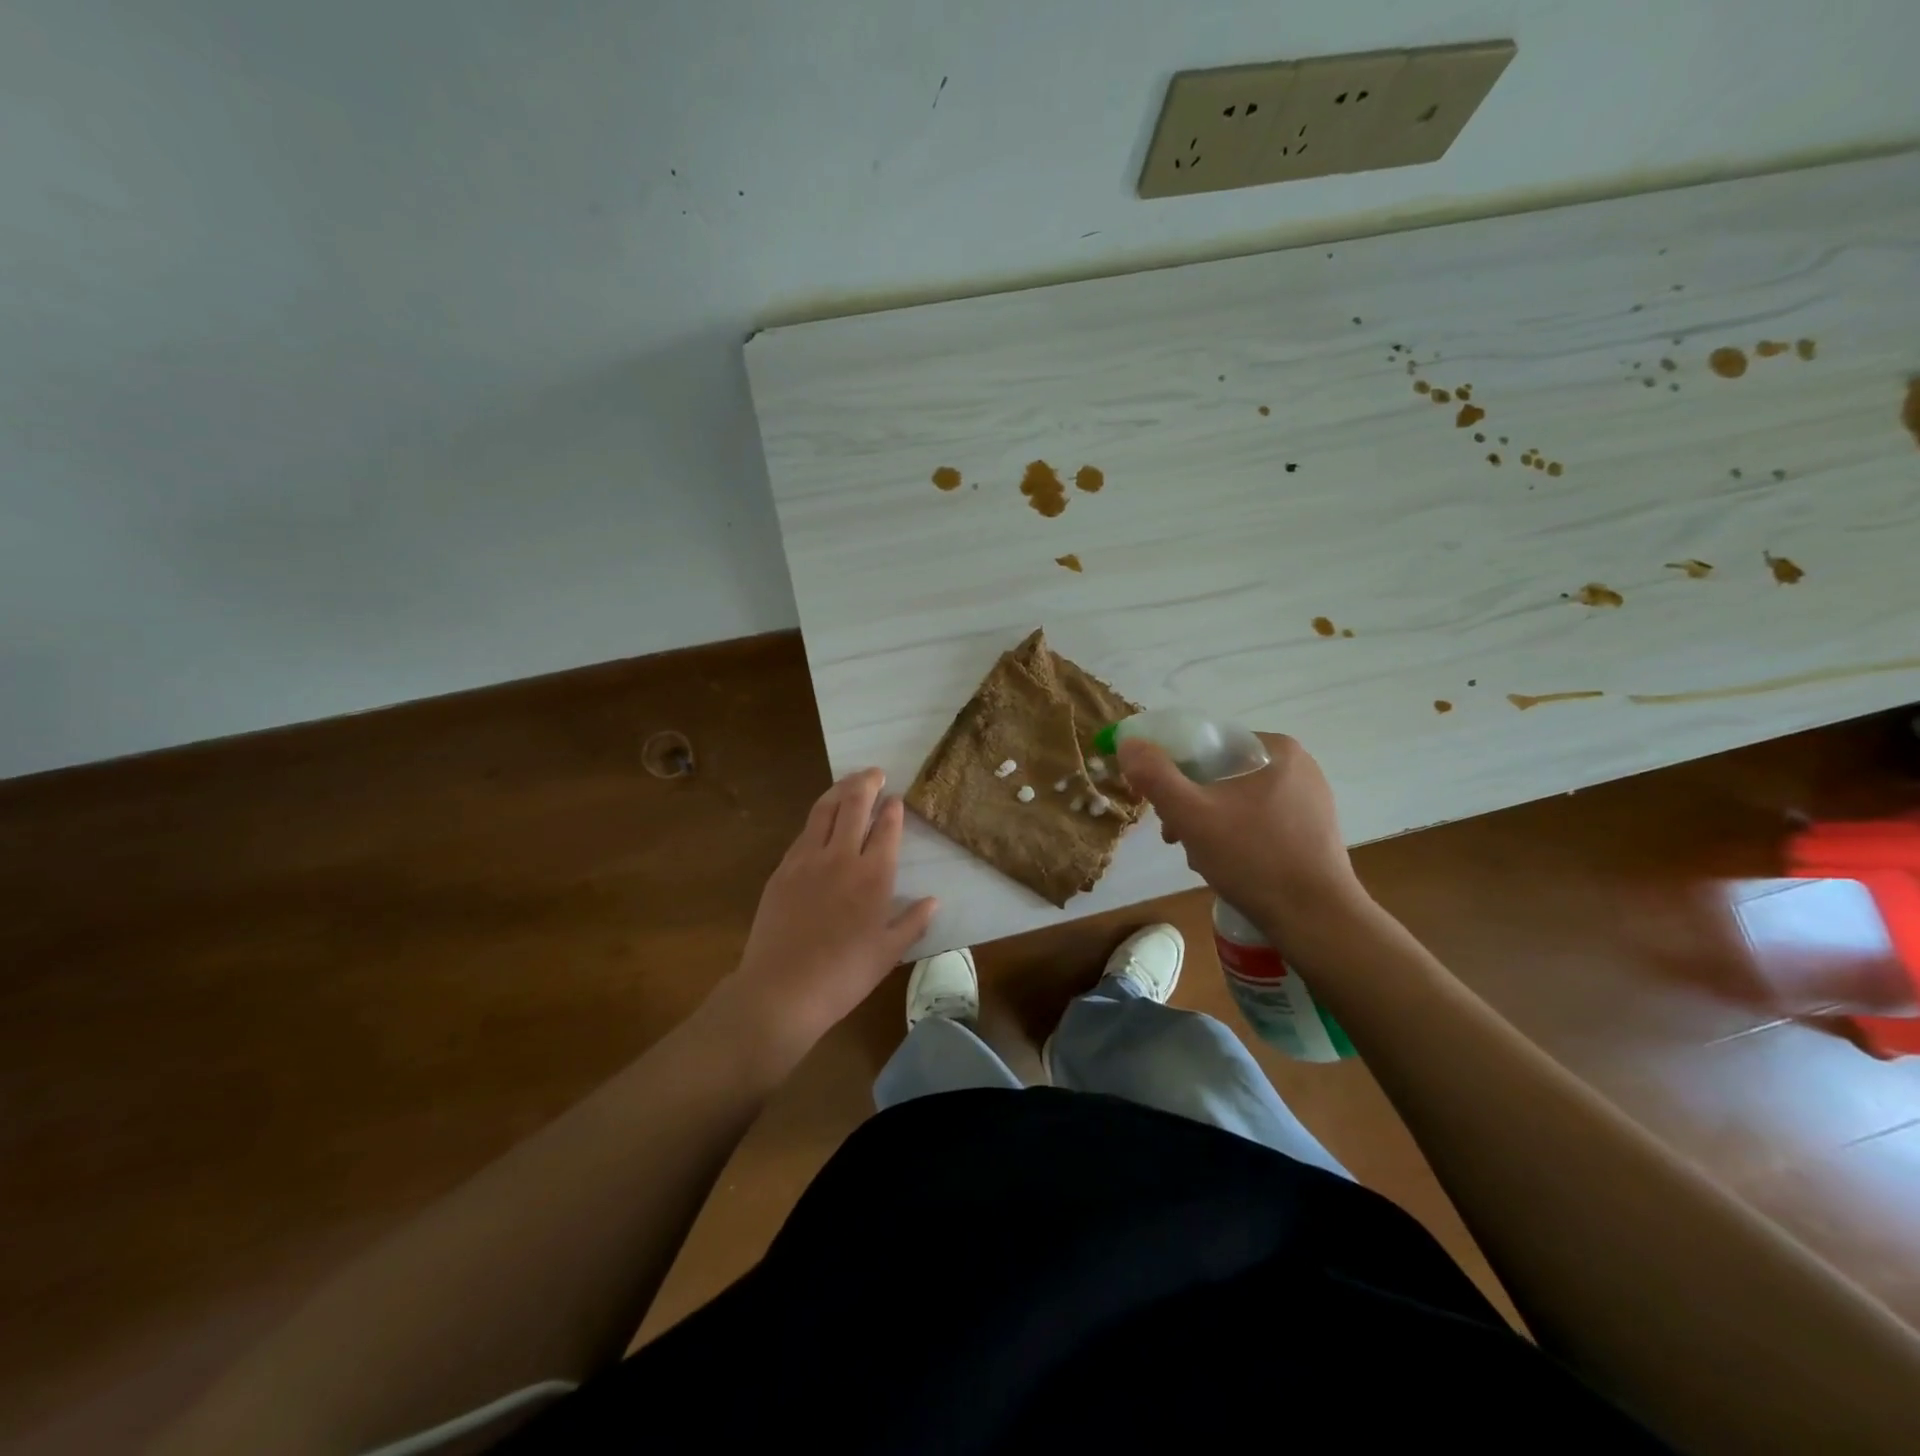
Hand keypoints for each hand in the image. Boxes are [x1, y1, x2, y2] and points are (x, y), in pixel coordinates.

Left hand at [715, 768, 936, 1059]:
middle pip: (854, 806)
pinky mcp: (782, 869)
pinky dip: (817, 816)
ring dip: (840, 789)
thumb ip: (913, 922)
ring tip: (850, 780)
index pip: (886, 829)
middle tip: (876, 773)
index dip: (893, 810)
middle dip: (867, 784)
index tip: (897, 799)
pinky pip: (804, 832)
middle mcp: (841, 858)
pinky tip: (821, 817)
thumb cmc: (844, 975)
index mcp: (873, 877)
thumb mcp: (889, 953)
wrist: (782, 989)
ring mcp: (807, 860)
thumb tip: (933, 901)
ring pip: (824, 810)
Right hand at [1116, 733, 1368, 939]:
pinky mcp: (1311, 832)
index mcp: (1275, 749)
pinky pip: (1257, 822)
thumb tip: (1129, 742)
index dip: (1173, 769)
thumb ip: (1155, 776)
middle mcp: (1297, 767)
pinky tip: (1225, 865)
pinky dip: (1234, 837)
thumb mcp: (1192, 815)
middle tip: (1175, 836)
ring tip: (1198, 857)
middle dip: (1190, 804)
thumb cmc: (1254, 859)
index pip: (1207, 744)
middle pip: (1220, 774)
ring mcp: (1308, 801)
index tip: (1159, 803)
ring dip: (1207, 824)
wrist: (1317, 920)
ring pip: (1236, 800)